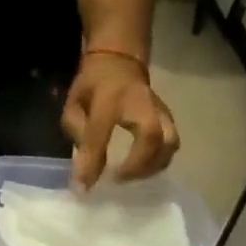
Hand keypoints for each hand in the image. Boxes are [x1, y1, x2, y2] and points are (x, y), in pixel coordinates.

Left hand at [61, 51, 180, 189]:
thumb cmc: (93, 86)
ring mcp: (160, 109)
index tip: (85, 186)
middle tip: (118, 180)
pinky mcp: (169, 117)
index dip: (93, 160)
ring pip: (170, 142)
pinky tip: (143, 169)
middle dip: (138, 166)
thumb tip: (82, 175)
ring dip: (153, 167)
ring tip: (132, 177)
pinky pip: (172, 143)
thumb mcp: (74, 106)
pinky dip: (160, 161)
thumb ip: (77, 135)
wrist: (119, 60)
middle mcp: (141, 103)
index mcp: (110, 98)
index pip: (101, 132)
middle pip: (154, 137)